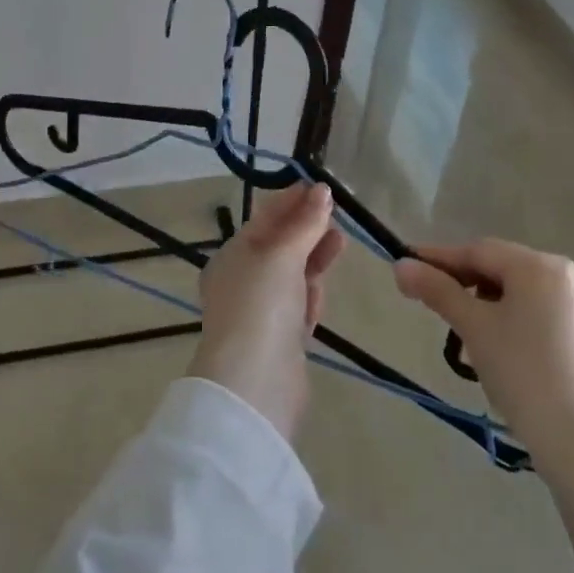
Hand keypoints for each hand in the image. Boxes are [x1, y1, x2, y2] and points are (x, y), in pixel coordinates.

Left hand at [188, 184, 345, 440]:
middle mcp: (243, 281)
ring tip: (341, 241)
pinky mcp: (281, 339)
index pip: (264, 219)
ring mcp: (262, 311)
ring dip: (314, 258)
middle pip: (280, 246)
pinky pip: (298, 305)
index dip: (292, 201)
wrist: (255, 385)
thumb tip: (323, 191)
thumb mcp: (282, 256)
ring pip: (292, 275)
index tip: (322, 187)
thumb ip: (305, 224)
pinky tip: (322, 288)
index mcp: (232, 256)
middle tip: (336, 211)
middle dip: (307, 228)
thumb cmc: (262, 306)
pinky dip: (310, 294)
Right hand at [395, 238, 573, 561]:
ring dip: (484, 304)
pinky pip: (536, 312)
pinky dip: (509, 320)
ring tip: (461, 332)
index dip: (439, 259)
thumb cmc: (523, 372)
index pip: (478, 252)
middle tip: (430, 302)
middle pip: (499, 268)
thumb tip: (400, 265)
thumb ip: (437, 290)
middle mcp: (565, 276)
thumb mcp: (473, 327)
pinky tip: (494, 347)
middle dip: (462, 283)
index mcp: (540, 266)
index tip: (406, 266)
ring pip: (517, 292)